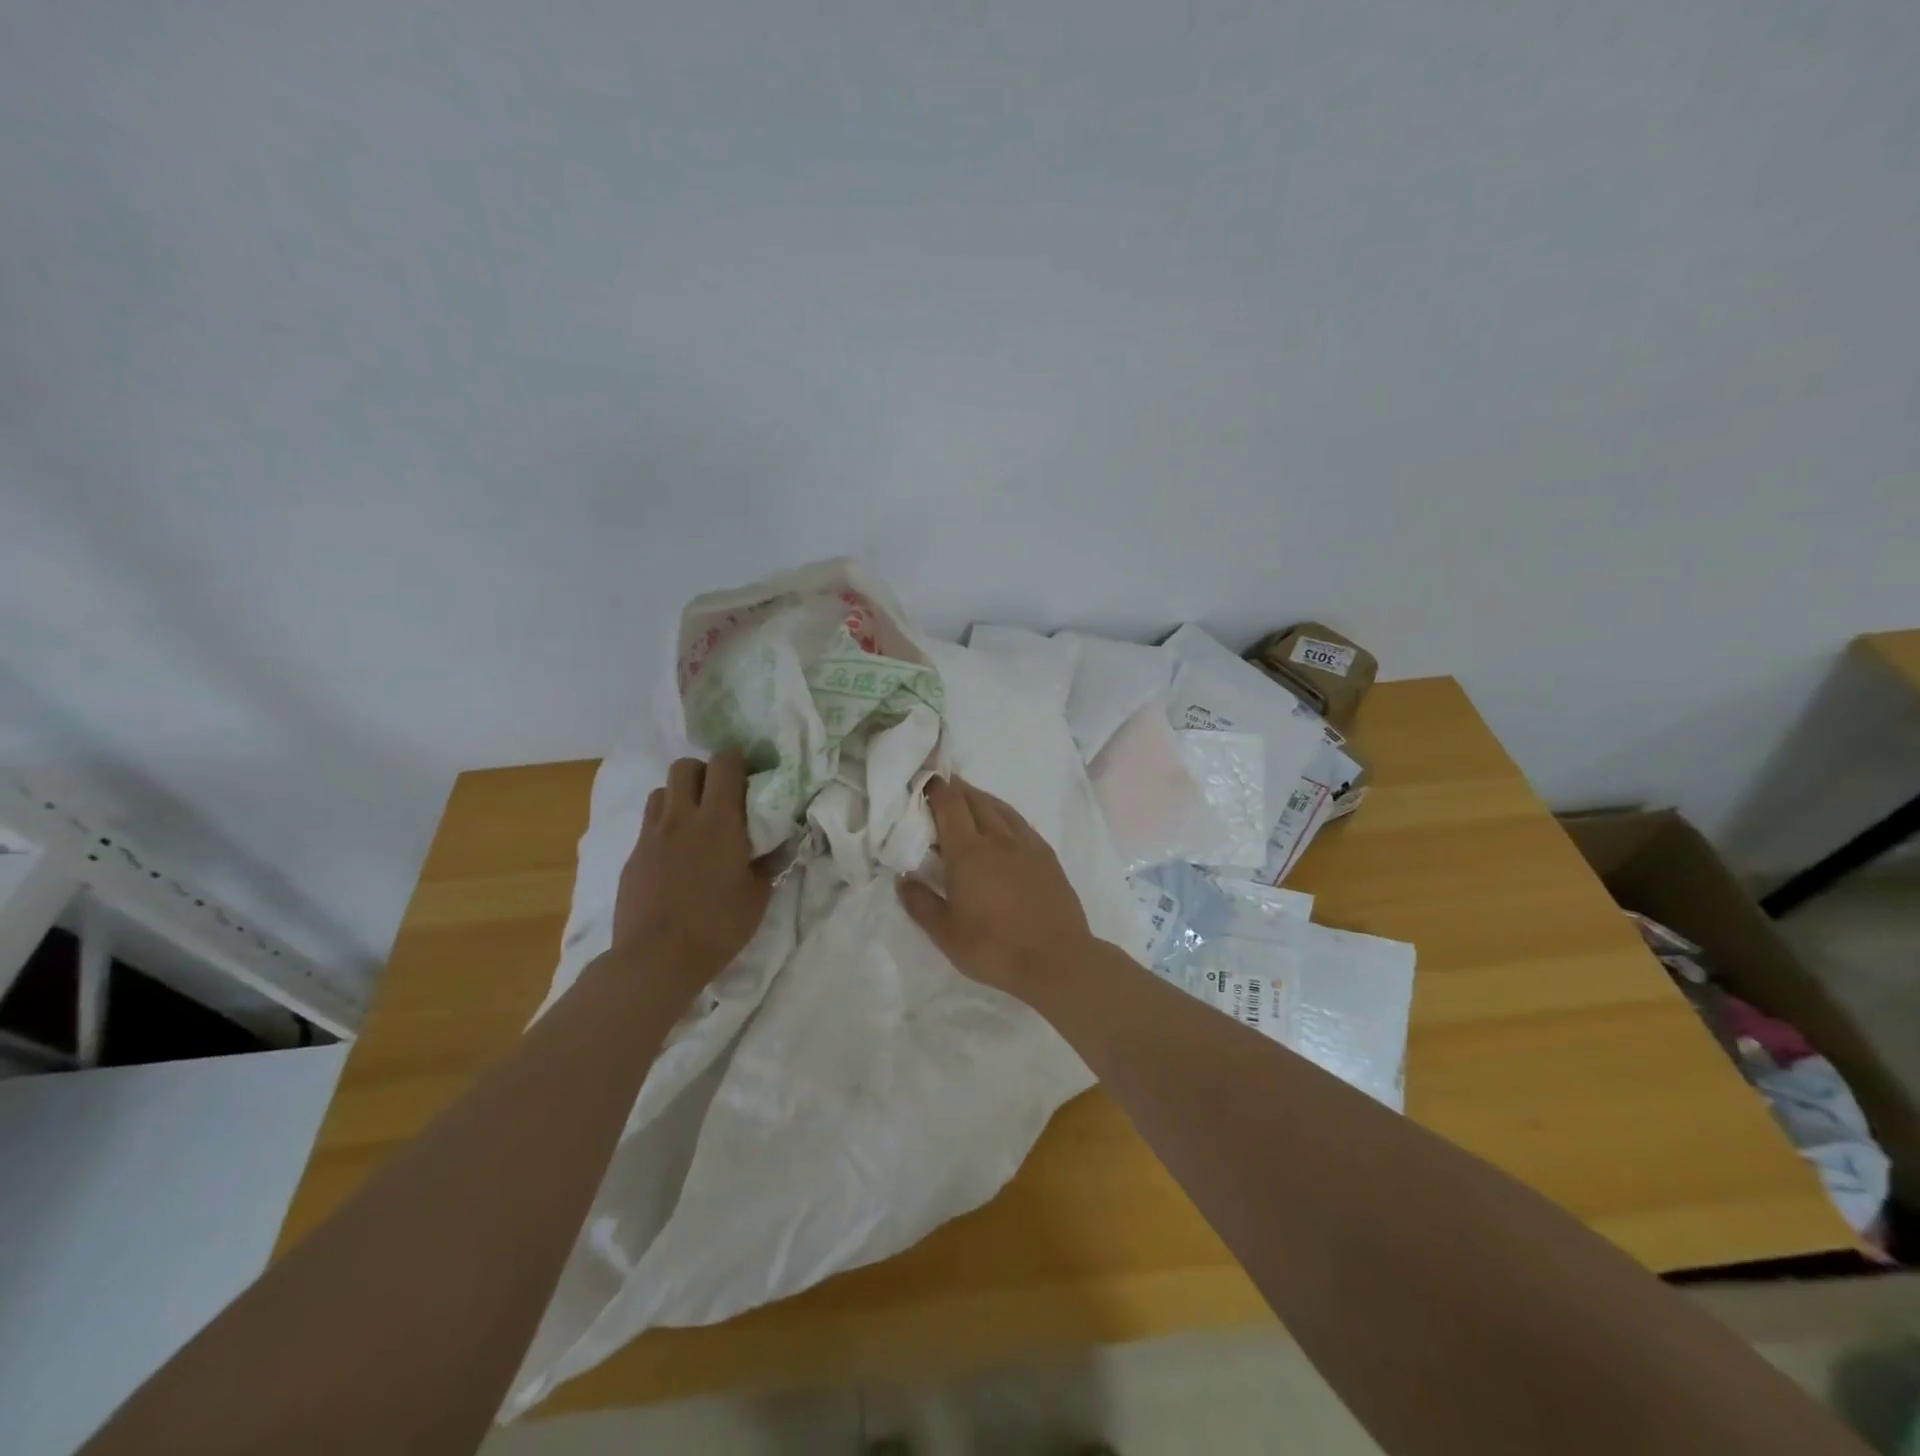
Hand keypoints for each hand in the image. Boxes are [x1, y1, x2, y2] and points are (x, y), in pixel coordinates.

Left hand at [611, 752, 771, 993]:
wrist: (655, 959)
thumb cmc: (717, 926)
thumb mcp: (757, 896)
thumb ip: (769, 863)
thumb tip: (781, 845)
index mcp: (718, 821)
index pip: (725, 764)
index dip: (738, 760)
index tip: (750, 775)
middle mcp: (681, 817)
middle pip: (684, 766)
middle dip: (704, 771)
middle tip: (720, 795)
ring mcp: (651, 835)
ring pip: (662, 791)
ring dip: (680, 796)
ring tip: (695, 821)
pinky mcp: (633, 856)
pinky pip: (649, 824)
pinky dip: (664, 826)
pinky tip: (676, 855)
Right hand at [896, 776, 1093, 1000]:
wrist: (1056, 959)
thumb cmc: (994, 948)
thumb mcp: (946, 934)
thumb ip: (921, 903)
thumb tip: (903, 879)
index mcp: (968, 852)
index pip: (949, 806)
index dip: (935, 789)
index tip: (925, 781)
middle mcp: (997, 839)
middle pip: (975, 800)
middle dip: (957, 789)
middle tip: (943, 786)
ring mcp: (1026, 845)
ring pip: (1000, 808)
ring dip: (981, 798)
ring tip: (969, 798)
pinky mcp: (1046, 856)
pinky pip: (1021, 823)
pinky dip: (1005, 814)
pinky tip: (1003, 824)